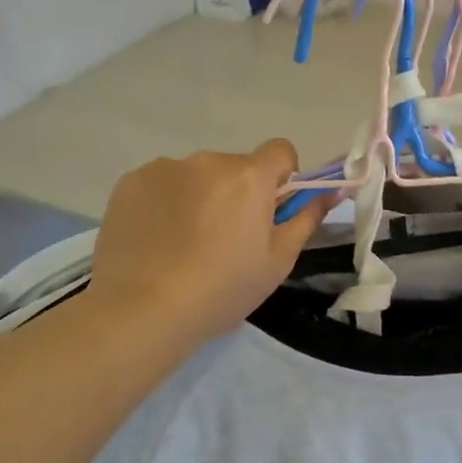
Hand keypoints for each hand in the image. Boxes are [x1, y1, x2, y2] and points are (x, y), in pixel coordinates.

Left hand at [90, 140, 330, 344]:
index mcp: (249, 176)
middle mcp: (208, 160)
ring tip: (183, 245)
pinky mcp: (130, 182)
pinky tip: (156, 240)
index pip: (280, 151)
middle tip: (225, 240)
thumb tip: (332, 191)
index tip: (270, 212)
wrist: (141, 311)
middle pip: (236, 167)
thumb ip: (306, 218)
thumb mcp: (277, 261)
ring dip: (199, 197)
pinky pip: (161, 184)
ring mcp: (164, 168)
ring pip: (196, 176)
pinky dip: (165, 203)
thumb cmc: (222, 289)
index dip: (282, 179)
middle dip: (237, 193)